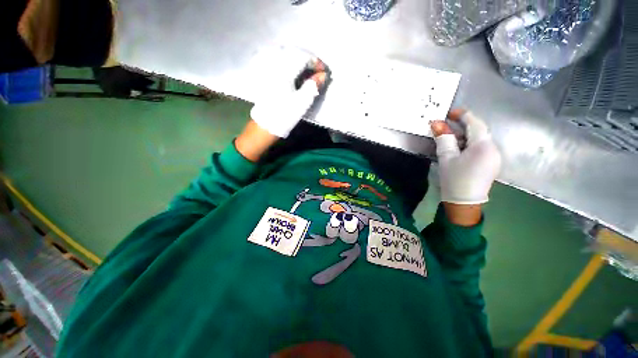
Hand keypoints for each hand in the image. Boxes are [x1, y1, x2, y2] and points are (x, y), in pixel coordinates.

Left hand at [249, 47, 326, 137]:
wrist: (266, 125)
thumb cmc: (285, 114)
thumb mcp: (302, 102)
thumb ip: (313, 86)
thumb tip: (323, 75)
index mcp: (284, 71)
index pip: (303, 57)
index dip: (316, 62)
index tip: (325, 71)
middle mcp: (275, 66)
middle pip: (294, 54)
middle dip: (308, 60)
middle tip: (318, 71)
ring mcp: (269, 70)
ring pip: (286, 57)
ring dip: (299, 62)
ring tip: (308, 73)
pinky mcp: (266, 77)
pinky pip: (279, 63)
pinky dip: (291, 66)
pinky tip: (295, 74)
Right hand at [431, 110, 500, 224]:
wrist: (464, 203)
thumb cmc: (454, 180)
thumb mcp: (446, 158)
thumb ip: (443, 139)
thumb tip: (436, 123)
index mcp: (483, 146)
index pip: (476, 124)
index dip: (463, 116)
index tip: (450, 112)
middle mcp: (494, 149)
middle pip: (479, 131)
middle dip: (463, 126)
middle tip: (446, 125)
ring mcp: (495, 157)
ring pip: (480, 139)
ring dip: (465, 135)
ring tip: (449, 138)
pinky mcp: (492, 163)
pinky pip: (482, 148)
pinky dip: (469, 144)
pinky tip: (459, 149)